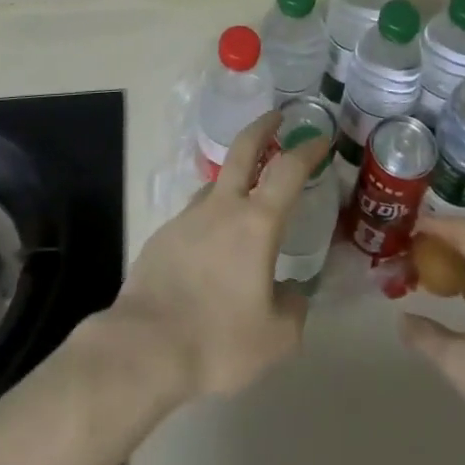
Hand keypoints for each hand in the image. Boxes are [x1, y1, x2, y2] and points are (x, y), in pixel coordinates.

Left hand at [102, 111, 331, 401]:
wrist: (144, 348)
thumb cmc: (218, 340)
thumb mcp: (275, 339)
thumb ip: (293, 310)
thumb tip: (293, 294)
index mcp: (256, 223)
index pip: (288, 170)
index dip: (307, 149)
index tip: (320, 137)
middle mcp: (221, 208)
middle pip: (243, 150)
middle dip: (262, 127)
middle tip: (276, 116)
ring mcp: (187, 218)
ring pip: (216, 185)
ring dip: (234, 180)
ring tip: (245, 201)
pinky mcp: (162, 236)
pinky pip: (194, 219)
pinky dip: (210, 222)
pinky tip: (210, 253)